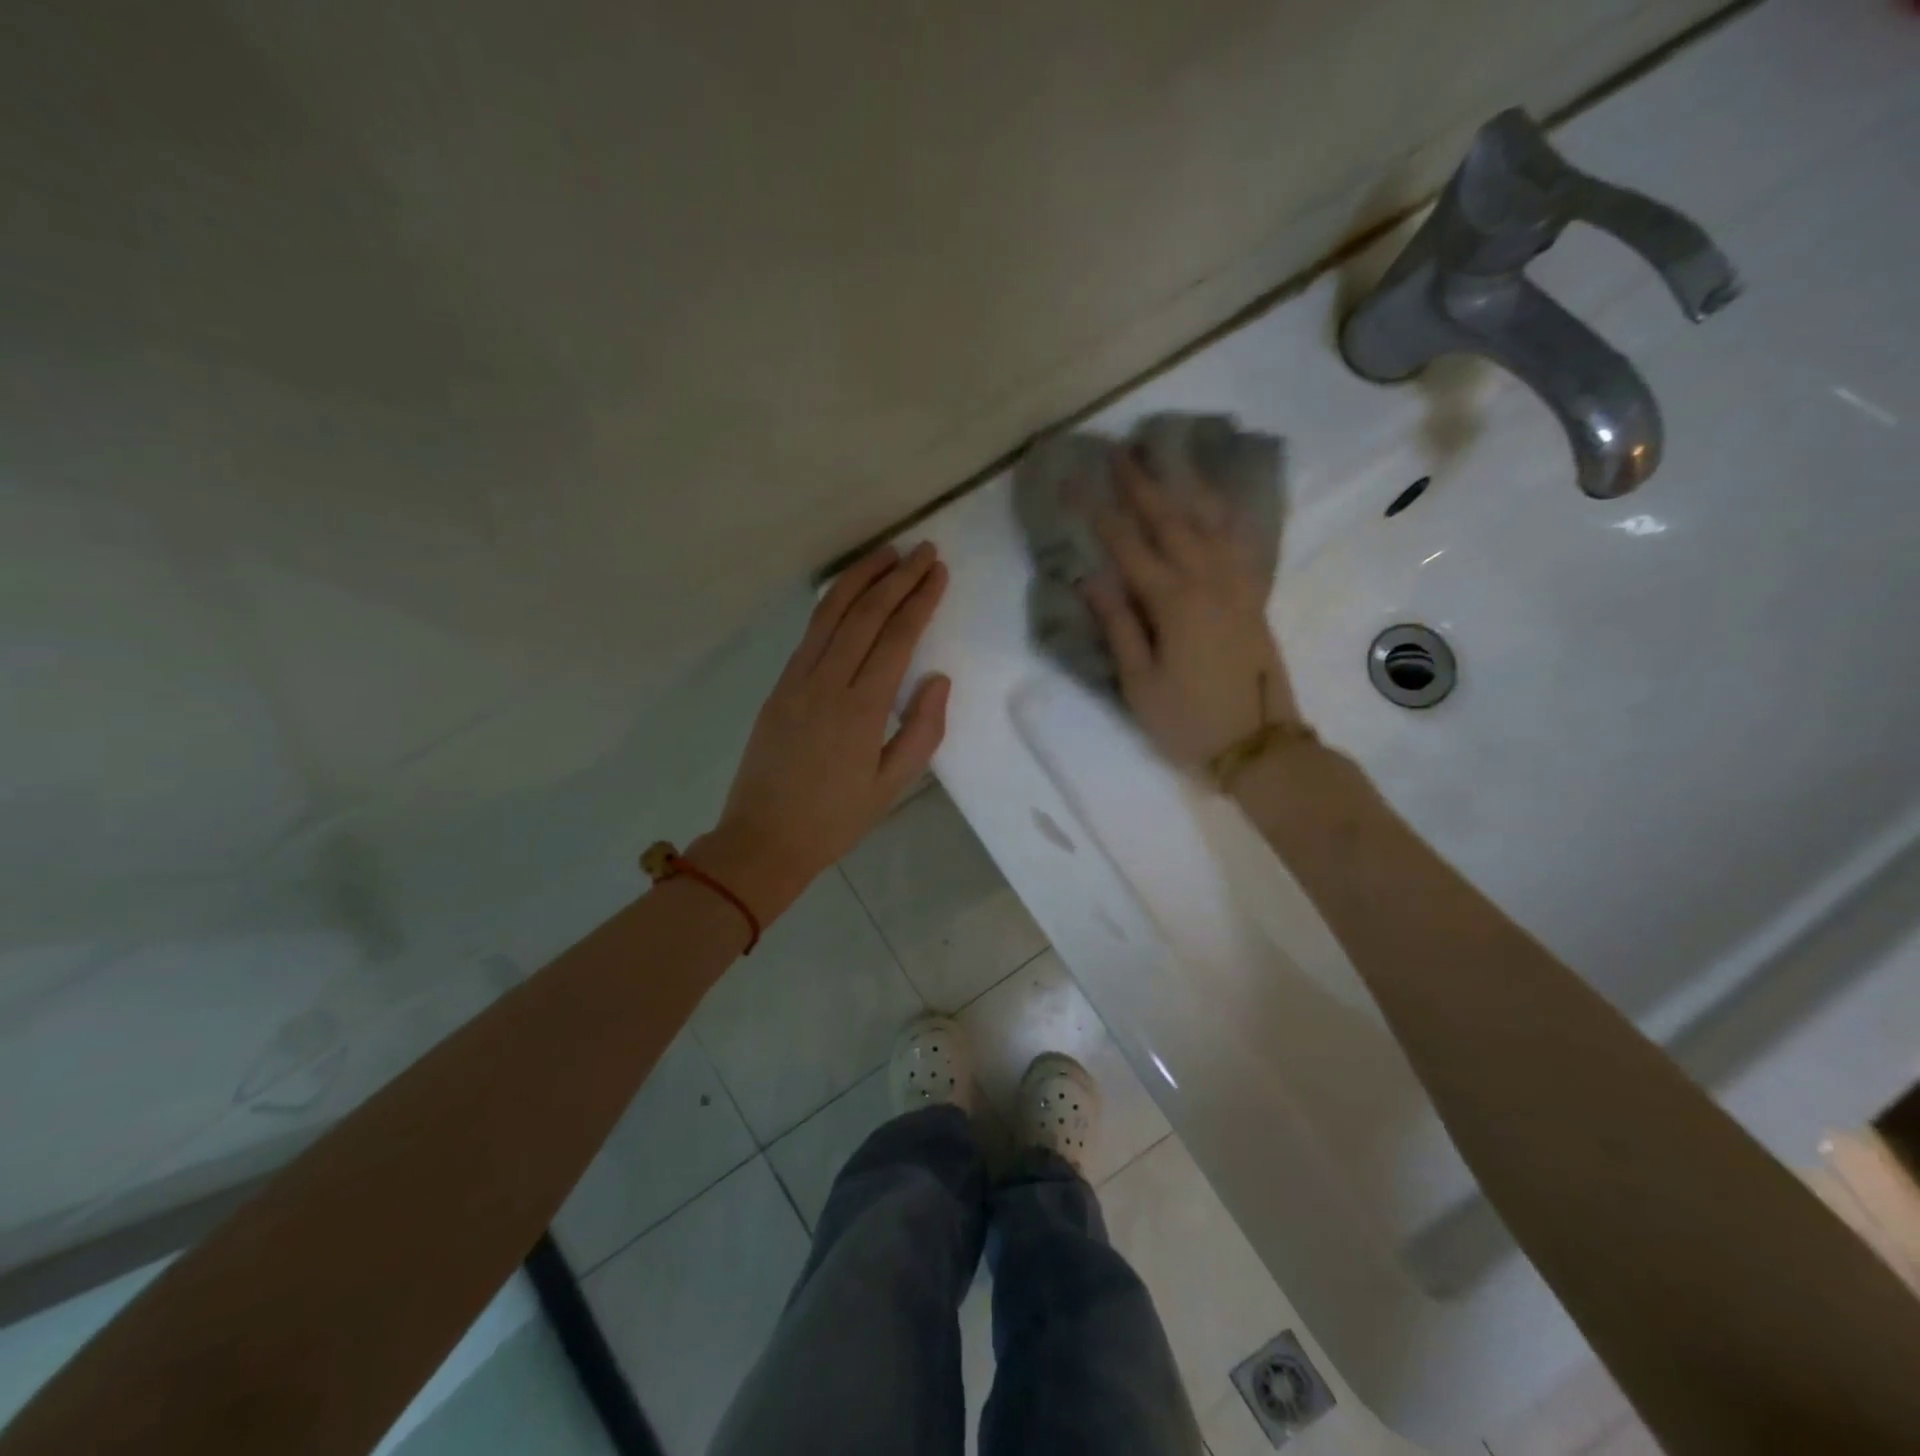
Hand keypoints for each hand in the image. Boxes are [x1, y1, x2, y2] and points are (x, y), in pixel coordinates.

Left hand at [696, 543, 949, 919]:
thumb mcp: (892, 785)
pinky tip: (847, 591)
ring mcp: (796, 680)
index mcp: (861, 708)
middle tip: (922, 551)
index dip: (920, 600)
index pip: (896, 637)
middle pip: (865, 614)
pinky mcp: (779, 685)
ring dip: (860, 577)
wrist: (763, 839)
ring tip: (886, 554)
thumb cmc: (835, 820)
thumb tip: (938, 679)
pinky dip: (831, 602)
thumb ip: (921, 729)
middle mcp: (827, 682)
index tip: (938, 572)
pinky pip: (809, 632)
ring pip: (830, 613)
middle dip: (897, 577)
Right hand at [1082, 452, 1299, 771]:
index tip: (1077, 481)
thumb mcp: (1140, 683)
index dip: (1100, 512)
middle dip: (1142, 484)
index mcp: (1174, 602)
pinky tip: (1218, 505)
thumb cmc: (1189, 721)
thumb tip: (1091, 578)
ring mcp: (1237, 587)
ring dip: (1185, 488)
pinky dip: (1227, 516)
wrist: (1260, 745)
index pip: (1129, 546)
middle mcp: (1208, 581)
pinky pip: (1241, 544)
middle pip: (1171, 521)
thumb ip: (1119, 626)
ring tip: (1168, 460)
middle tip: (1121, 452)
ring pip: (1210, 523)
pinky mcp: (1254, 598)